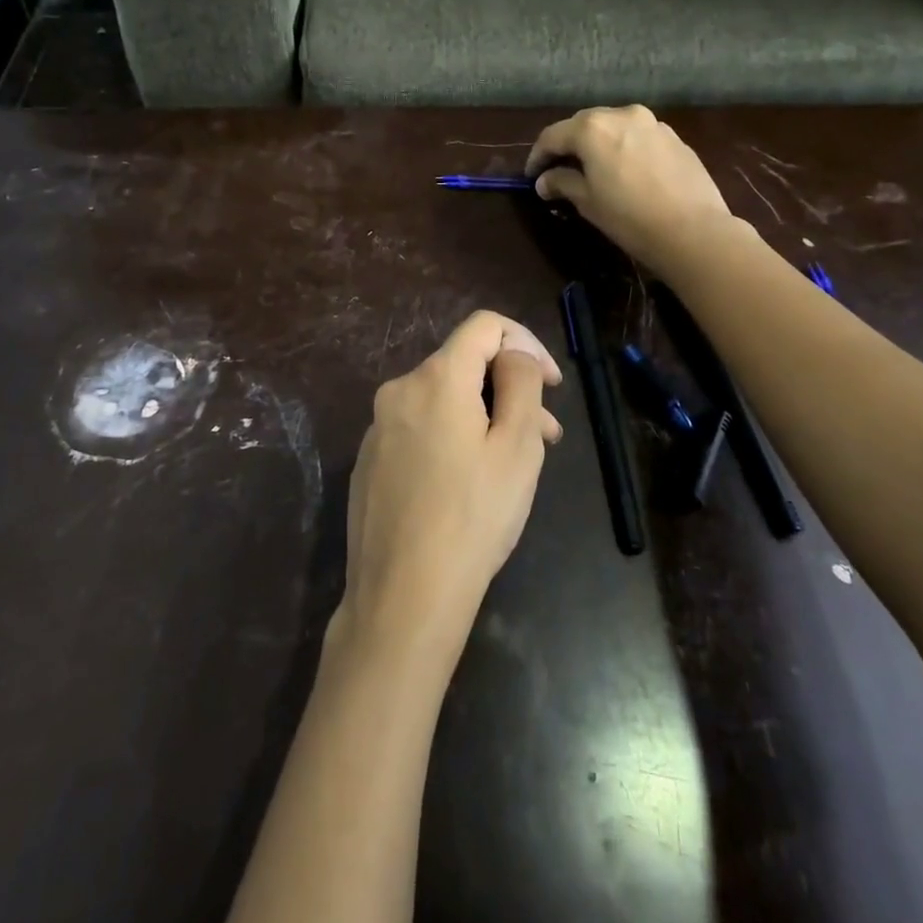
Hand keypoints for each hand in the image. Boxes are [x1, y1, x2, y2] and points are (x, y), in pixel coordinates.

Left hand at [339, 312, 562, 654]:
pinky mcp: (370, 460)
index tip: (552, 384)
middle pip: (464, 365)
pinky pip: (420, 429)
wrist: (402, 597)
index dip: (526, 342)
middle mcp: (399, 390)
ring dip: (484, 417)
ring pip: (443, 401)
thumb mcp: (517, 447)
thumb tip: (515, 353)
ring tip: (515, 465)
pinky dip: (452, 438)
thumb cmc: (473, 517)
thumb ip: (521, 383)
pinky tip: (468, 485)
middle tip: (548, 436)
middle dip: (510, 388)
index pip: (484, 325)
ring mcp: (378, 427)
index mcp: (435, 378)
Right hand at [526, 105, 734, 274]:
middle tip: (558, 169)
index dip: (537, 156)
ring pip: (613, 127)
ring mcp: (652, 123)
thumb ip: (562, 183)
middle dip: (568, 145)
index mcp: (592, 128)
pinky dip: (623, 148)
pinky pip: (638, 137)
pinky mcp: (675, 138)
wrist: (693, 231)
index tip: (531, 176)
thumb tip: (544, 181)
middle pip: (583, 125)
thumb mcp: (587, 202)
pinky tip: (624, 171)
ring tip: (592, 169)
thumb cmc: (629, 217)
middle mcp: (621, 115)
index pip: (552, 136)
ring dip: (597, 144)